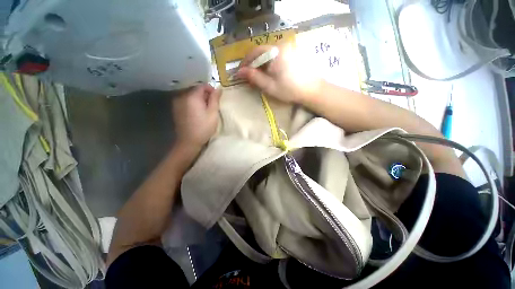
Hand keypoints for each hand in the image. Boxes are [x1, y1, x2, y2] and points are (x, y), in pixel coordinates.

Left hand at [172, 84, 221, 150]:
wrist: (189, 141)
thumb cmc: (204, 128)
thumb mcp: (213, 113)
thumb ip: (215, 99)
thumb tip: (218, 88)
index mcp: (192, 97)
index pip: (202, 86)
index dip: (211, 90)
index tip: (217, 98)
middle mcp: (182, 96)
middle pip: (196, 90)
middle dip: (205, 95)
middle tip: (212, 105)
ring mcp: (177, 103)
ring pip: (191, 96)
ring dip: (199, 99)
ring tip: (205, 110)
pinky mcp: (176, 109)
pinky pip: (186, 101)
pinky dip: (193, 103)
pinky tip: (197, 113)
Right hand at [236, 44, 320, 103]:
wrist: (311, 90)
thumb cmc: (289, 90)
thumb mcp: (269, 86)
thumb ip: (254, 77)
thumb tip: (239, 72)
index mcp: (275, 52)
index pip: (255, 52)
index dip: (245, 62)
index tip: (240, 72)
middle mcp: (282, 46)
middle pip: (262, 52)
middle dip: (253, 64)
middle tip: (249, 77)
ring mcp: (289, 49)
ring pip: (269, 55)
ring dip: (261, 65)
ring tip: (259, 77)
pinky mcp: (293, 54)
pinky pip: (277, 56)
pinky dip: (270, 64)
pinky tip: (270, 74)